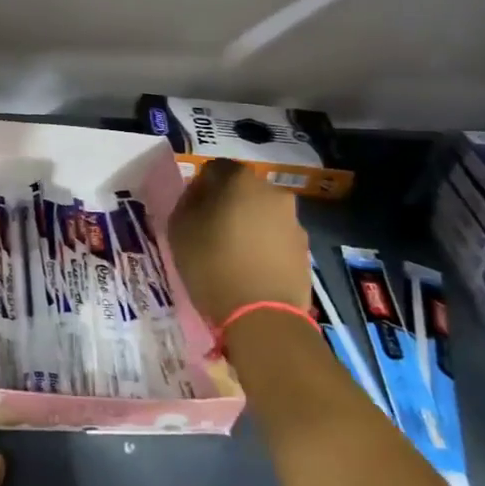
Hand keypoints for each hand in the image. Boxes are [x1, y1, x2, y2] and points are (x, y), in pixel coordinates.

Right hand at [167, 159, 309, 329]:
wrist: (263, 317)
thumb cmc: (213, 265)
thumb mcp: (180, 230)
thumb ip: (186, 202)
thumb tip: (198, 194)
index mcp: (241, 180)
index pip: (215, 169)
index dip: (200, 187)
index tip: (191, 211)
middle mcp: (273, 193)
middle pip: (243, 190)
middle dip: (227, 204)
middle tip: (210, 231)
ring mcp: (294, 222)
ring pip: (262, 215)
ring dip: (247, 226)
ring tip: (232, 255)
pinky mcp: (304, 250)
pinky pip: (276, 239)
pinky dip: (263, 247)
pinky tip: (251, 270)